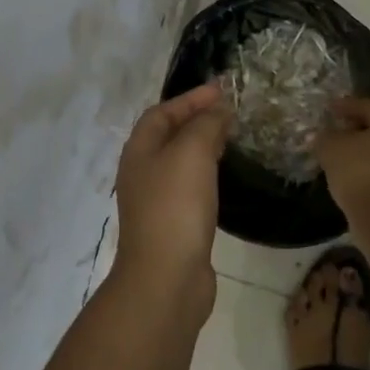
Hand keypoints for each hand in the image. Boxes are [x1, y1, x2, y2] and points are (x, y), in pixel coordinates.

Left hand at [113, 83, 229, 303]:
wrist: (166, 278)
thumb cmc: (175, 206)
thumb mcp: (191, 152)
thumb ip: (205, 125)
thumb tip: (218, 110)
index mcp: (139, 150)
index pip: (162, 112)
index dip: (190, 98)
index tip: (222, 90)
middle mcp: (142, 172)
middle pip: (168, 135)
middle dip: (197, 119)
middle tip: (229, 113)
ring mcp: (155, 201)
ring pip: (179, 161)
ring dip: (202, 145)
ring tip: (230, 138)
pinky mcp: (172, 225)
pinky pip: (189, 186)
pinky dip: (206, 173)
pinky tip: (222, 177)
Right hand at [315, 96, 369, 214]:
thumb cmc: (360, 171)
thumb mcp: (331, 149)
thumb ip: (323, 138)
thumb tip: (317, 136)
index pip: (369, 106)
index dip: (347, 106)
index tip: (329, 109)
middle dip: (356, 129)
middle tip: (335, 131)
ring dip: (362, 152)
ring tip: (339, 158)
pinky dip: (368, 172)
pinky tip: (350, 178)